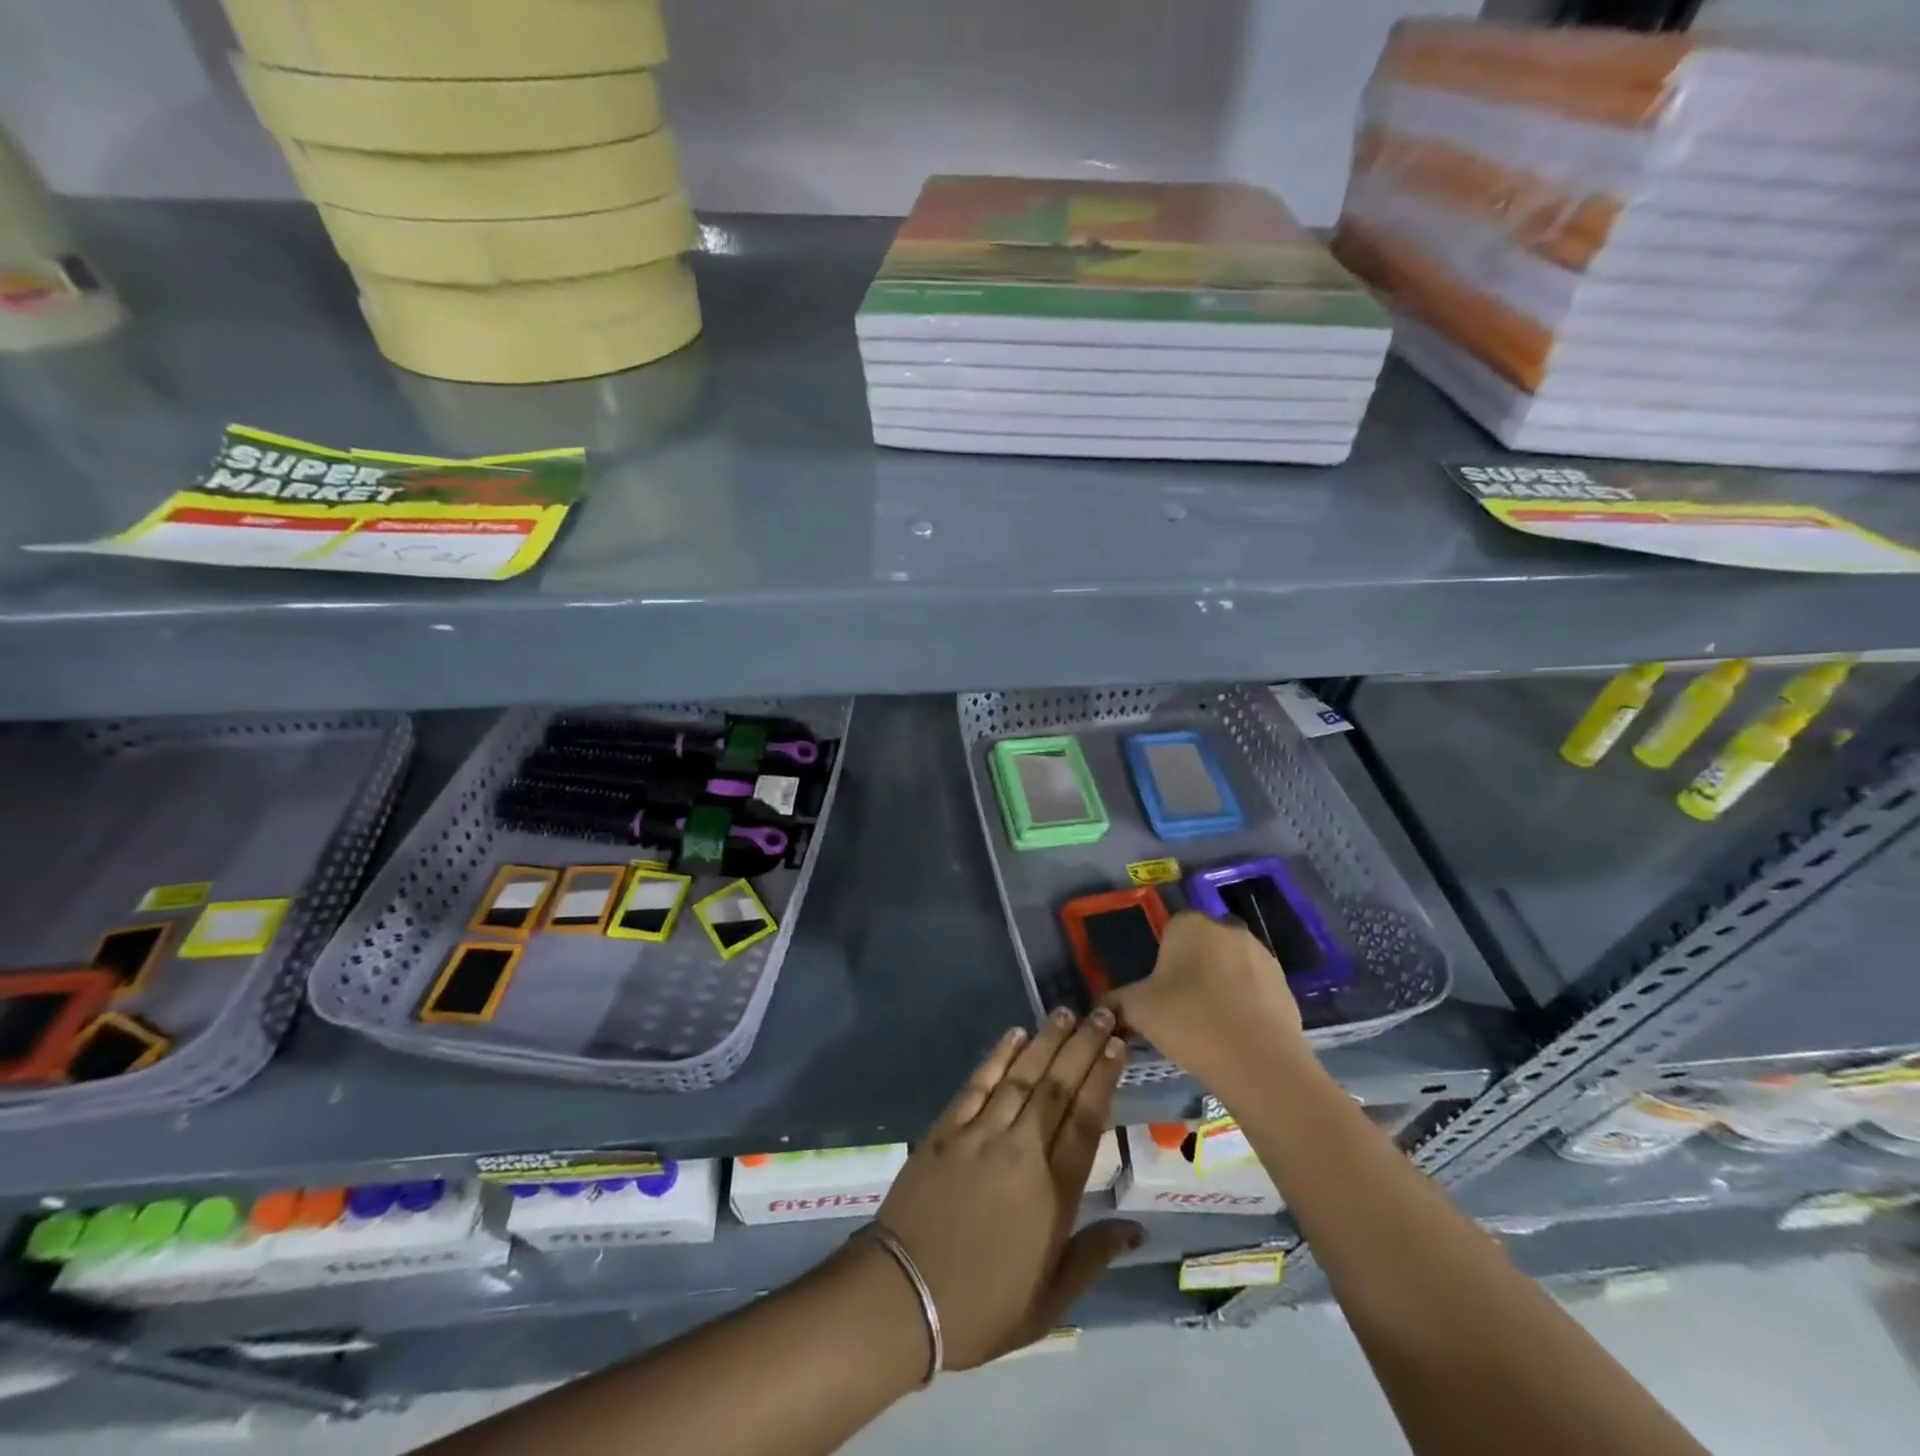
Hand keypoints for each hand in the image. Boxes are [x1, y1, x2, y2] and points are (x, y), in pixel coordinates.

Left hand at [874, 1010, 1141, 1369]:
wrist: (903, 1297)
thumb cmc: (982, 1306)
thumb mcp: (1050, 1302)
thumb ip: (1093, 1255)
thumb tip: (1136, 1228)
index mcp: (1052, 1192)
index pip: (1086, 1120)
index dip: (1103, 1078)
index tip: (1117, 1047)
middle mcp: (1021, 1150)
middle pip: (1058, 1087)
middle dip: (1082, 1046)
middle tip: (1101, 1014)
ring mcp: (980, 1134)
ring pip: (1021, 1076)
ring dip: (1045, 1041)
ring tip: (1066, 1013)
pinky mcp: (946, 1128)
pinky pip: (978, 1083)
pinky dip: (998, 1055)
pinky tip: (1014, 1034)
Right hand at [1102, 911, 1306, 1095]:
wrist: (1258, 1061)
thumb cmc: (1188, 1021)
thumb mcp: (1138, 1010)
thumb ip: (1117, 1001)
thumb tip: (1103, 1004)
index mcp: (1190, 925)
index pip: (1170, 931)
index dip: (1162, 960)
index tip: (1159, 991)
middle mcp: (1227, 929)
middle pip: (1202, 945)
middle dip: (1193, 969)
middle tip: (1181, 1007)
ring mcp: (1261, 955)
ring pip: (1230, 965)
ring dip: (1220, 985)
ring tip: (1210, 1024)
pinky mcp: (1285, 985)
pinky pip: (1255, 988)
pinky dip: (1245, 1004)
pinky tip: (1235, 1033)